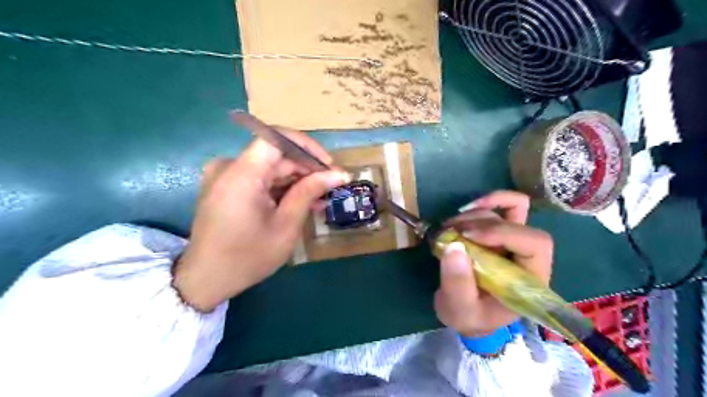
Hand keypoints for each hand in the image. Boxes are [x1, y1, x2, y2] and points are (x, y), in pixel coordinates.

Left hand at [171, 126, 346, 310]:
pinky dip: (280, 187)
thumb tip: (339, 174)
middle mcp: (229, 166)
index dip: (307, 147)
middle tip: (331, 187)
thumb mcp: (286, 225)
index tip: (328, 166)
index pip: (278, 138)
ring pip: (269, 167)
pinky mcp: (225, 186)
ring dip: (295, 180)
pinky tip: (299, 202)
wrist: (206, 280)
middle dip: (305, 169)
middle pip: (275, 155)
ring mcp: (224, 176)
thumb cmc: (248, 256)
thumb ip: (310, 192)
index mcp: (242, 174)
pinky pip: (258, 178)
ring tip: (320, 198)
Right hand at [434, 192, 553, 338]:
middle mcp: (527, 255)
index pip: (534, 244)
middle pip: (518, 222)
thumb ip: (458, 284)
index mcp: (530, 279)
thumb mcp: (461, 310)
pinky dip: (485, 202)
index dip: (503, 233)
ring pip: (505, 211)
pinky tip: (463, 211)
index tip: (467, 236)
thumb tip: (454, 246)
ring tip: (447, 229)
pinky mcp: (499, 233)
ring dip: (473, 215)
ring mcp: (513, 241)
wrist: (467, 312)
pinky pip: (504, 206)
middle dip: (482, 223)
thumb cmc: (470, 316)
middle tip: (450, 232)